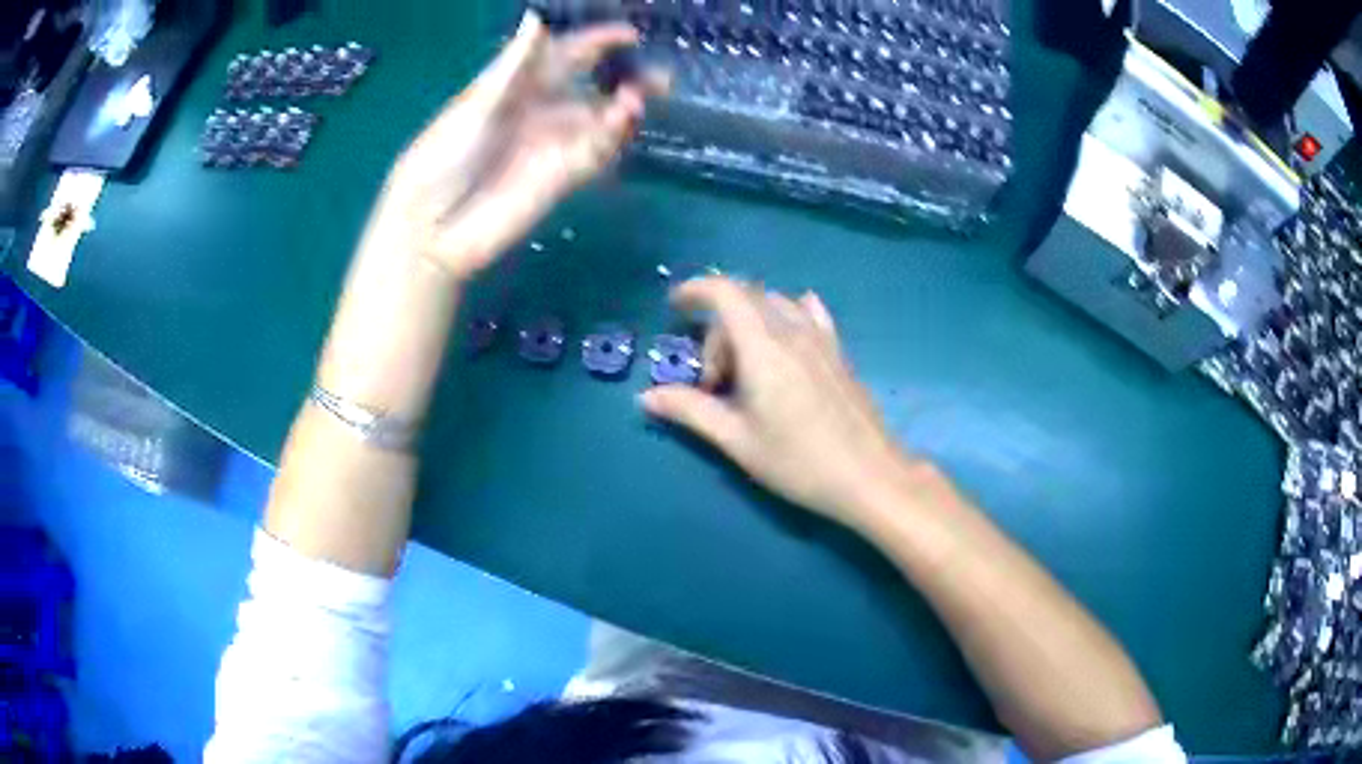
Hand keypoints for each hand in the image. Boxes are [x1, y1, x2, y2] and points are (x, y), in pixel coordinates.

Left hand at [366, 12, 665, 280]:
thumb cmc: (442, 158)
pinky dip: (614, 136)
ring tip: (638, 99)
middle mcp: (541, 112)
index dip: (597, 42)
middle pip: (595, 90)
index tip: (631, 35)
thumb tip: (538, 17)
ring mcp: (554, 145)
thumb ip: (514, 66)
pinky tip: (624, 120)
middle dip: (629, 80)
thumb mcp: (476, 105)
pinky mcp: (563, 177)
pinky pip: (597, 152)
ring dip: (625, 109)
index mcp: (517, 88)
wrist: (433, 227)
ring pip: (602, 121)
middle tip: (662, 78)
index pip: (565, 57)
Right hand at [641, 276, 916, 526]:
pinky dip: (785, 316)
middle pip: (746, 300)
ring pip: (775, 304)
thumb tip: (645, 397)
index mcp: (763, 347)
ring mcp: (821, 339)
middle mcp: (793, 331)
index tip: (674, 306)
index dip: (695, 289)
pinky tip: (785, 341)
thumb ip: (690, 411)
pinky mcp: (838, 352)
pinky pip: (808, 314)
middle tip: (712, 380)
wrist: (869, 476)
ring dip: (749, 323)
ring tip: (745, 369)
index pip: (725, 293)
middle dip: (717, 327)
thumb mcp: (737, 440)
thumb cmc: (799, 462)